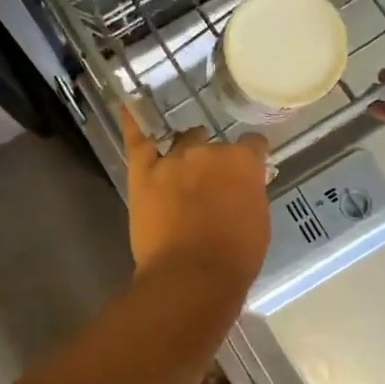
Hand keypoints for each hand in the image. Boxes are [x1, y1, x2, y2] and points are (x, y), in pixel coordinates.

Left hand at [120, 107, 270, 294]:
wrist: (190, 277)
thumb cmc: (234, 258)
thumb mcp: (258, 223)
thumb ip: (248, 195)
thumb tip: (240, 188)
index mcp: (243, 163)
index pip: (252, 144)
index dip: (249, 157)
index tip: (247, 170)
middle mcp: (209, 152)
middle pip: (214, 146)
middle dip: (214, 162)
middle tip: (211, 186)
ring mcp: (173, 159)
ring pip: (183, 142)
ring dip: (186, 152)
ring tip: (183, 166)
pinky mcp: (143, 172)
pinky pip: (136, 140)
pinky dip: (131, 122)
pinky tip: (127, 106)